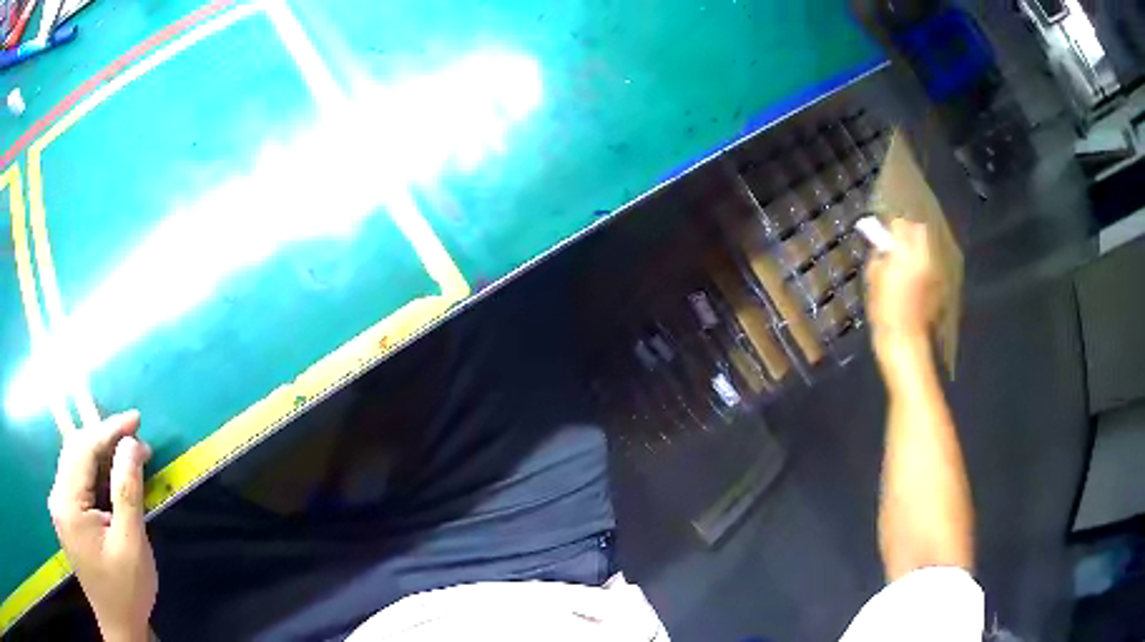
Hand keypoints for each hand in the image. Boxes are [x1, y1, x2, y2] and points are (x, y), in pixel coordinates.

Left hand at [48, 411, 154, 641]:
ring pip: (76, 463)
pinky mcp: (67, 515)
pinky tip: (113, 479)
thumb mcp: (131, 545)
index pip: (83, 449)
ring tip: (129, 457)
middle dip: (105, 438)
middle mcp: (58, 497)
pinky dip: (96, 473)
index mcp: (68, 504)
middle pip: (76, 451)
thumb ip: (127, 491)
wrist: (120, 626)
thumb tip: (131, 444)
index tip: (136, 419)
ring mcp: (60, 506)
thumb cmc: (127, 591)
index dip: (108, 430)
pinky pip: (78, 480)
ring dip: (101, 455)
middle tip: (136, 438)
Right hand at [864, 218, 940, 352]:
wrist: (906, 341)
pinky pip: (929, 263)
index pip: (900, 223)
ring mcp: (935, 269)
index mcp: (907, 252)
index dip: (890, 226)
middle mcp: (925, 256)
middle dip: (907, 233)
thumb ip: (879, 256)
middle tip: (894, 244)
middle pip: (918, 231)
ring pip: (925, 247)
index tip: (882, 233)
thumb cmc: (885, 311)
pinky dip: (921, 264)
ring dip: (915, 248)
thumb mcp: (873, 279)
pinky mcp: (939, 283)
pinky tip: (913, 277)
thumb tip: (881, 246)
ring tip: (903, 261)